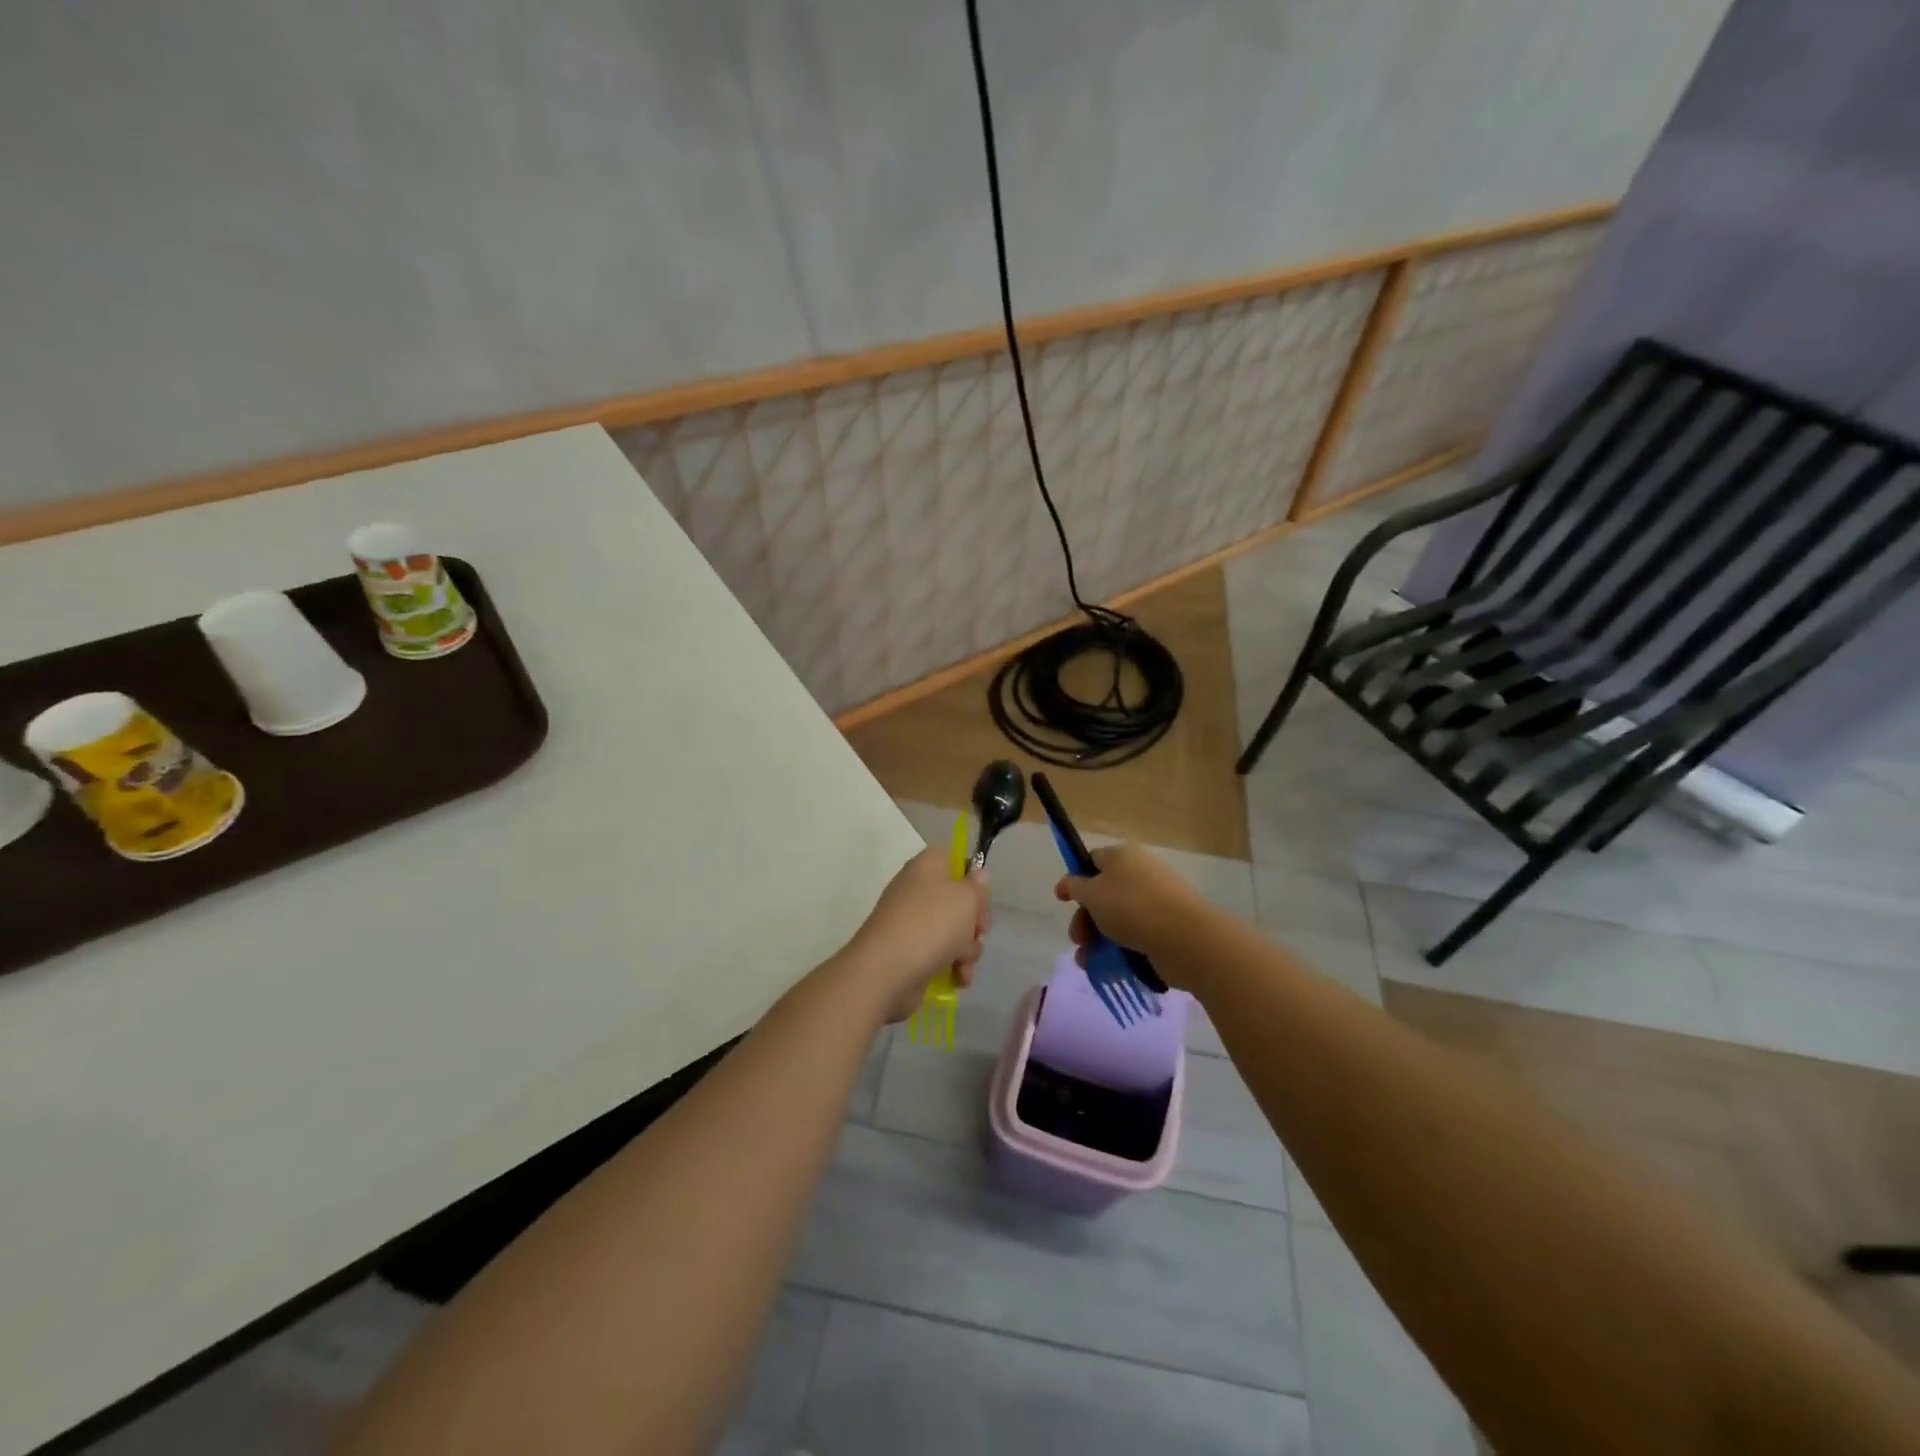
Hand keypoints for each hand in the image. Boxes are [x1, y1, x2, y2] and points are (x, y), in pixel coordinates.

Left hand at [845, 846, 989, 1022]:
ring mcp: (911, 921)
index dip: (973, 880)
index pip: (956, 861)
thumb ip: (978, 886)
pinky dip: (952, 965)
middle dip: (974, 922)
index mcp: (928, 866)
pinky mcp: (909, 950)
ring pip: (953, 930)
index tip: (981, 900)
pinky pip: (940, 953)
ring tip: (964, 964)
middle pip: (959, 900)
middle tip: (977, 934)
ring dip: (967, 949)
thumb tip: (978, 875)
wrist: (887, 970)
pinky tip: (958, 978)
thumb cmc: (932, 924)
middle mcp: (917, 889)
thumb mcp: (967, 898)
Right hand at [1053, 843, 1205, 981]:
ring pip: (1117, 920)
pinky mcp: (1165, 928)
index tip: (1063, 901)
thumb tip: (1069, 883)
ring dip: (1097, 940)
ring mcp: (1155, 902)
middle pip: (1102, 894)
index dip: (1075, 879)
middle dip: (1084, 919)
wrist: (1186, 939)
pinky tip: (1109, 968)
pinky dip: (1119, 951)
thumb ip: (1074, 886)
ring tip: (1088, 962)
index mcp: (1122, 857)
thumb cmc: (1132, 908)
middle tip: (1079, 940)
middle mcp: (1140, 874)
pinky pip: (1135, 937)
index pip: (1092, 861)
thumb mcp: (1092, 893)